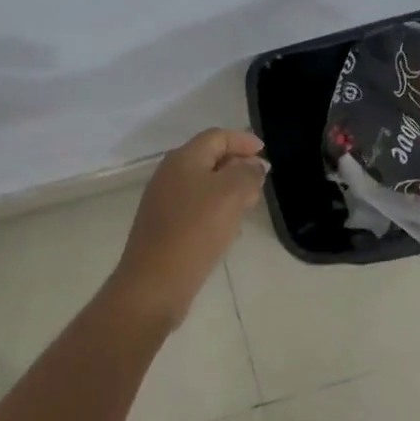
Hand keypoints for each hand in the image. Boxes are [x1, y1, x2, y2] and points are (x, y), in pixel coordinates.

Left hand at [110, 128, 268, 326]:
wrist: (154, 283)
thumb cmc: (195, 231)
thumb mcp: (230, 194)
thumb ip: (247, 173)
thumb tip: (254, 165)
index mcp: (183, 158)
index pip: (217, 136)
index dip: (243, 141)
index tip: (265, 154)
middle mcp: (169, 174)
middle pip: (209, 158)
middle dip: (237, 166)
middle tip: (260, 183)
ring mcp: (163, 201)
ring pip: (203, 185)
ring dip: (228, 190)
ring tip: (248, 206)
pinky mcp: (163, 227)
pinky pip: (195, 208)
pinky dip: (215, 210)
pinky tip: (227, 230)